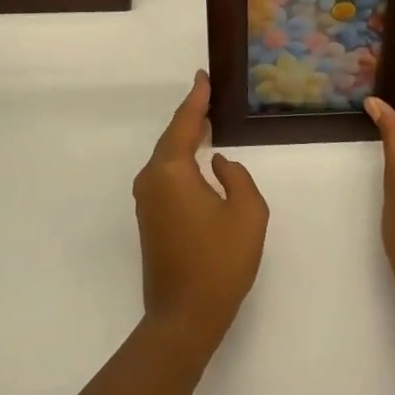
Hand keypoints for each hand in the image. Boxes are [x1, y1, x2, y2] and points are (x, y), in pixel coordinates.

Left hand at [134, 71, 268, 359]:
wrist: (183, 318)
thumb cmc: (219, 263)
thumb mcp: (248, 214)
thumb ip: (238, 177)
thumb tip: (219, 165)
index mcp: (171, 171)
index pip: (185, 124)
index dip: (196, 99)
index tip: (203, 76)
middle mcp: (152, 179)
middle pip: (172, 138)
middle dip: (190, 116)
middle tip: (208, 94)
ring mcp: (147, 200)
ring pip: (167, 158)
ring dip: (185, 138)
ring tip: (206, 120)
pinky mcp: (150, 218)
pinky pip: (166, 176)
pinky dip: (181, 160)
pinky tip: (197, 159)